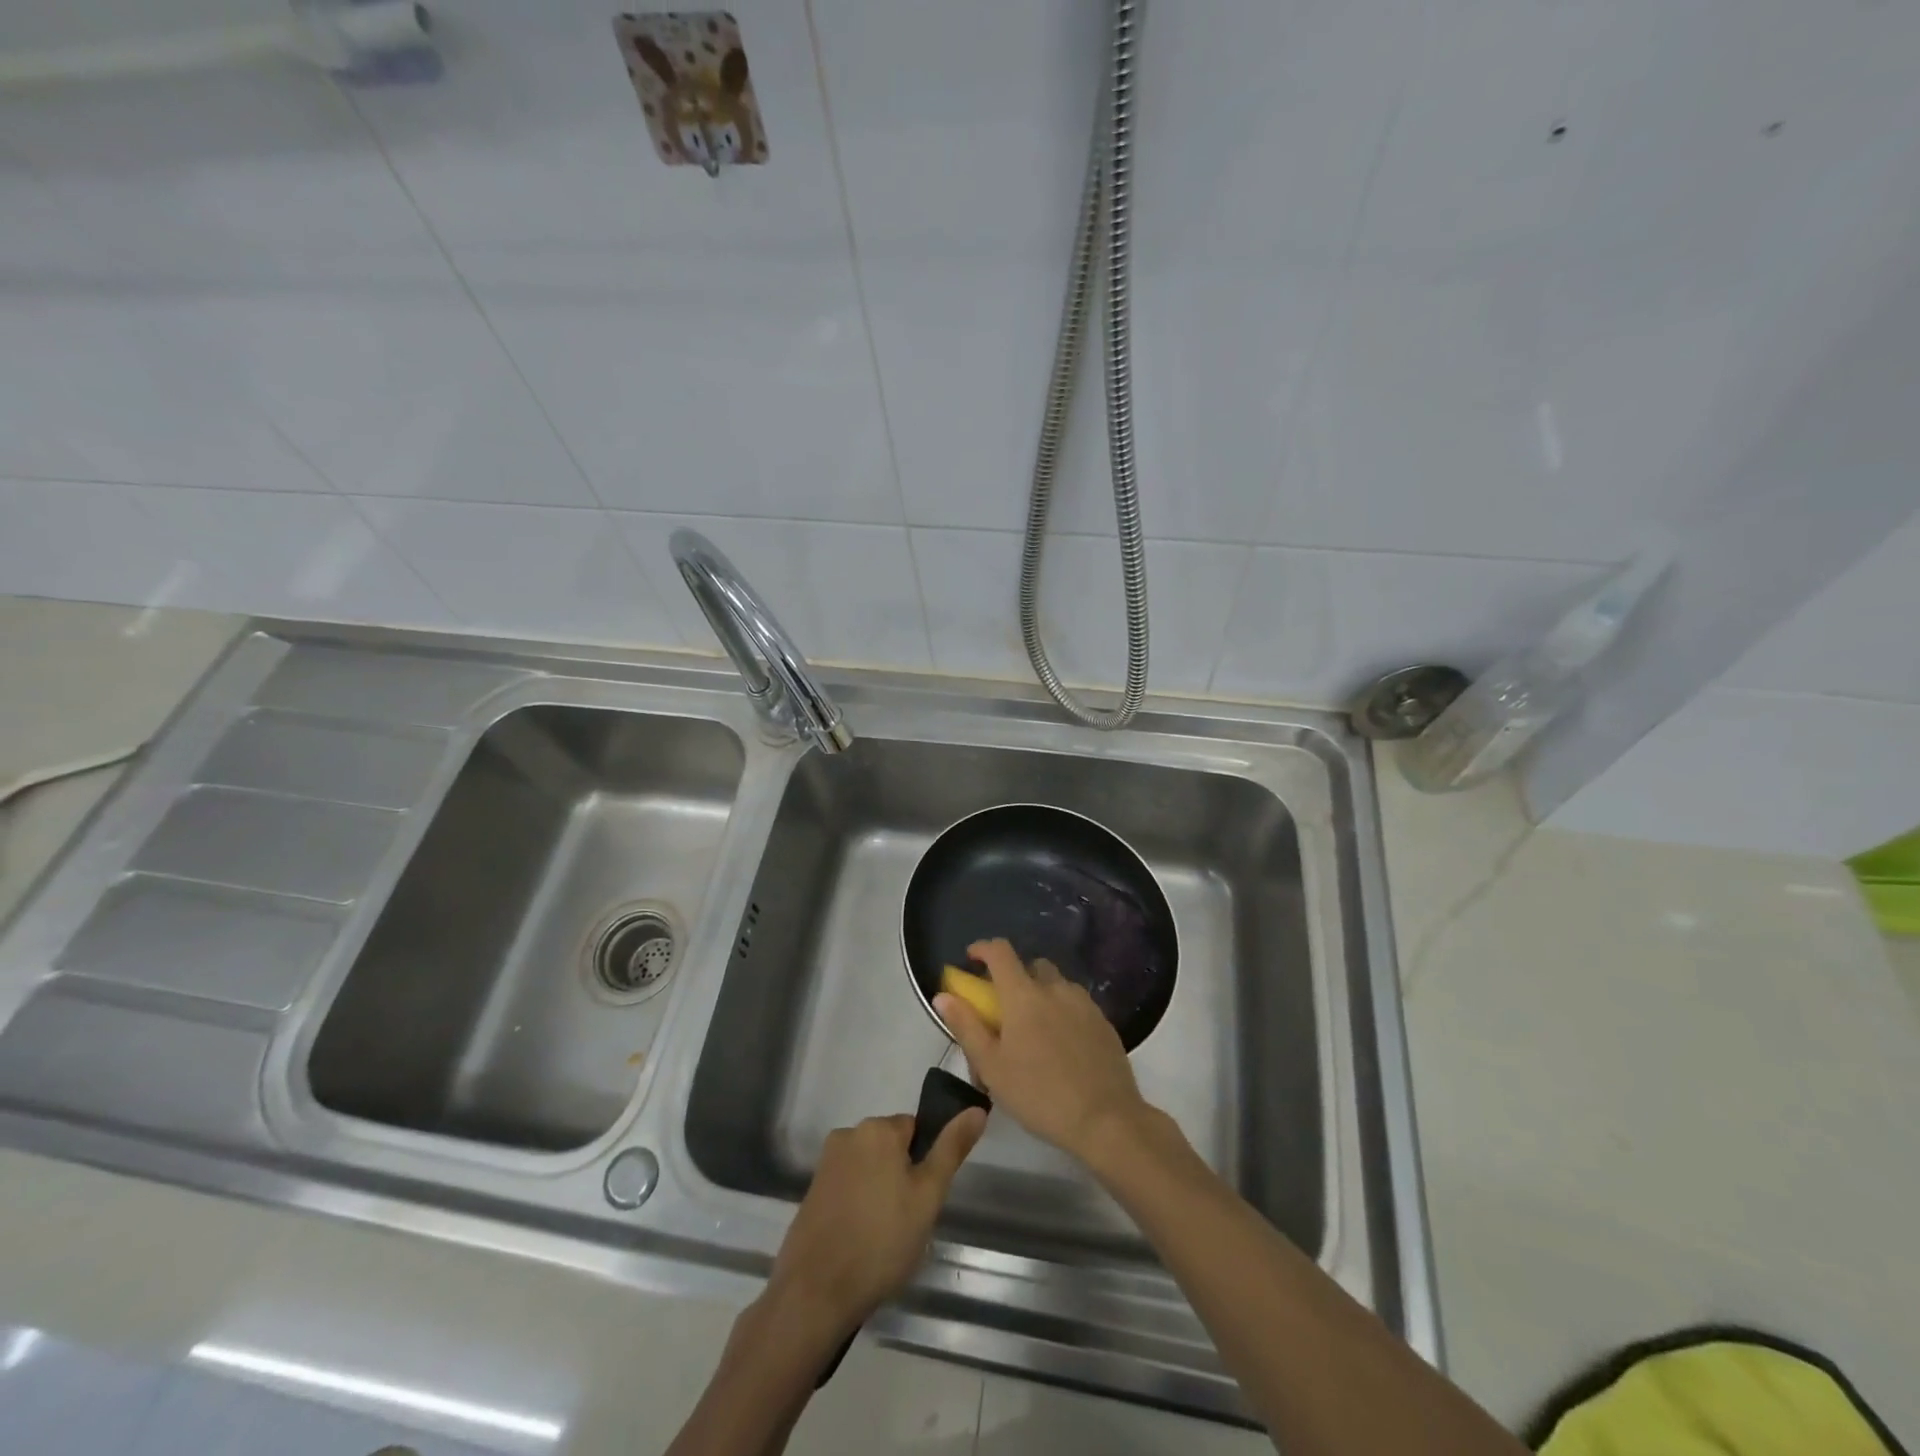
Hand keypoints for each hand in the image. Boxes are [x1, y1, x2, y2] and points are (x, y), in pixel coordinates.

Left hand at [765, 1109, 985, 1338]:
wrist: (815, 1292)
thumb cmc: (881, 1240)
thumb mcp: (928, 1196)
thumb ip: (951, 1149)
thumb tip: (977, 1109)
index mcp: (877, 1128)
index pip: (916, 1129)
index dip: (924, 1164)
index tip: (923, 1199)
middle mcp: (848, 1134)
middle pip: (890, 1147)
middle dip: (902, 1177)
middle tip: (907, 1221)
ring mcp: (826, 1163)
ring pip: (869, 1169)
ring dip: (880, 1192)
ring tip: (884, 1236)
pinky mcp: (811, 1191)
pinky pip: (848, 1187)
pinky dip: (858, 1205)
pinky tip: (861, 1241)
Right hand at [935, 938, 1153, 1166]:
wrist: (1105, 1119)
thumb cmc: (1038, 1094)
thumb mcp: (991, 1066)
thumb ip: (966, 1026)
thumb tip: (943, 995)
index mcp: (1024, 995)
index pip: (1000, 952)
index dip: (983, 948)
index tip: (971, 958)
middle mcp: (1055, 989)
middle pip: (1032, 965)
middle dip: (1015, 976)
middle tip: (1006, 1007)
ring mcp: (1084, 1003)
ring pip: (1057, 984)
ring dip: (1041, 994)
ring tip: (1035, 1030)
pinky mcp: (1104, 1021)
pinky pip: (1076, 1004)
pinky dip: (1063, 1011)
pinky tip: (1062, 1044)